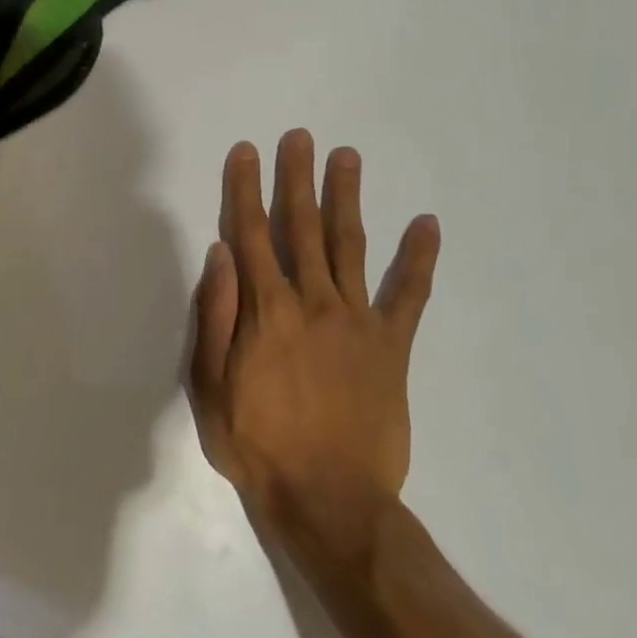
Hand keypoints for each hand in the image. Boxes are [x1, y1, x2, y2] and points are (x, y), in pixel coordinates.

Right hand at [188, 130, 441, 564]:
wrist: (330, 500)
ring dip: (347, 198)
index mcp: (266, 310)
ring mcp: (357, 321)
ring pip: (350, 245)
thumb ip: (215, 316)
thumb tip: (220, 254)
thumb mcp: (210, 386)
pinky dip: (419, 259)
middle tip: (300, 137)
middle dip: (297, 178)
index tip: (245, 153)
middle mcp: (312, 302)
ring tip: (347, 157)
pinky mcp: (391, 346)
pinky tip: (427, 224)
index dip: (245, 189)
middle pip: (301, 227)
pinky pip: (408, 295)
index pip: (251, 234)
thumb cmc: (258, 444)